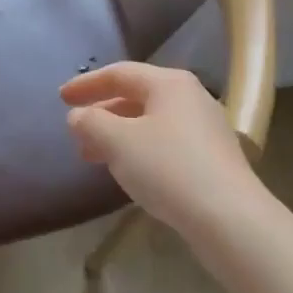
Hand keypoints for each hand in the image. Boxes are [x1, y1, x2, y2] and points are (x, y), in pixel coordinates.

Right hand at [61, 62, 259, 233]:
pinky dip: (140, 150)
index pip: (119, 73)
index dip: (86, 84)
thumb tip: (78, 116)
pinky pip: (166, 143)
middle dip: (102, 114)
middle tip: (76, 132)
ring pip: (150, 122)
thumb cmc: (169, 168)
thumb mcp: (118, 142)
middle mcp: (190, 97)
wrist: (231, 219)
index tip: (61, 99)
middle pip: (136, 96)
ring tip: (94, 156)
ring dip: (118, 135)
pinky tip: (128, 172)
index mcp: (169, 83)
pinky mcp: (213, 158)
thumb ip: (91, 123)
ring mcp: (205, 128)